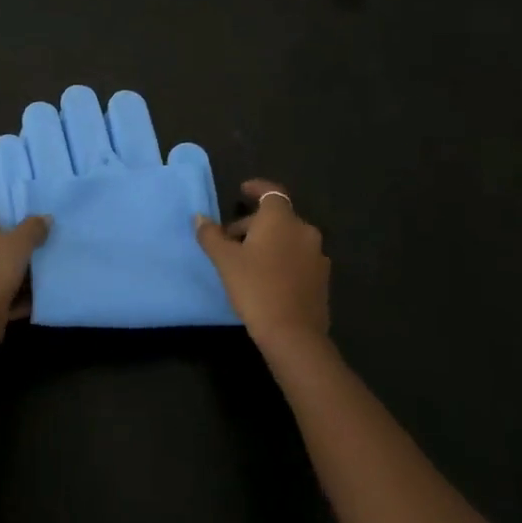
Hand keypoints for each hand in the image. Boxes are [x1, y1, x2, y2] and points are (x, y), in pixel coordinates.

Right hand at [195, 180, 330, 356]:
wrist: (293, 334)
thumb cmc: (255, 288)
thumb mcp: (225, 260)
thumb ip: (211, 235)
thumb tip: (200, 218)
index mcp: (281, 220)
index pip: (271, 191)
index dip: (256, 188)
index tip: (242, 191)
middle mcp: (304, 231)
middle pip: (277, 217)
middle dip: (253, 223)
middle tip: (229, 239)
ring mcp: (317, 255)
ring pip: (288, 238)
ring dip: (268, 242)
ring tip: (246, 260)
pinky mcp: (321, 278)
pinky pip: (298, 258)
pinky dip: (282, 258)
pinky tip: (266, 278)